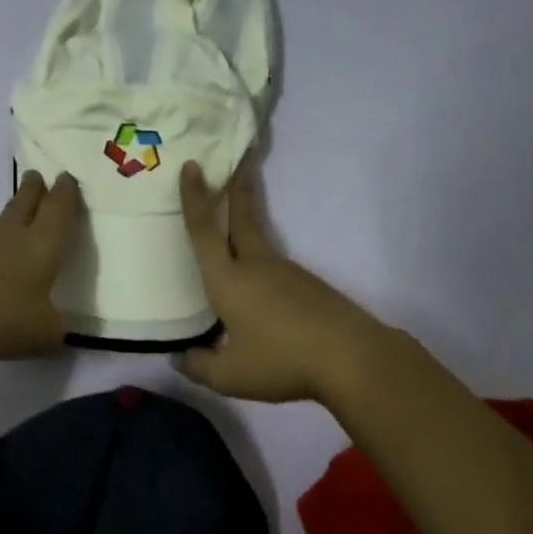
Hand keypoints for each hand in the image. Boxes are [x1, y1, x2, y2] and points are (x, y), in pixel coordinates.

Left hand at [0, 170, 81, 359]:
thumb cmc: (1, 316)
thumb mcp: (44, 333)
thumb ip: (57, 330)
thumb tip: (58, 330)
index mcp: (41, 244)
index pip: (58, 209)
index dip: (66, 193)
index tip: (68, 177)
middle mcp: (12, 236)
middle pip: (25, 203)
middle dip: (35, 189)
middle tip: (38, 175)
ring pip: (3, 222)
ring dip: (15, 213)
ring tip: (22, 212)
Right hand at [177, 161, 384, 402]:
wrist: (351, 358)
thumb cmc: (281, 361)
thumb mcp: (229, 376)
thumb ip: (199, 367)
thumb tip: (181, 358)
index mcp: (228, 280)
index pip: (204, 232)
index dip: (194, 199)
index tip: (192, 167)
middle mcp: (256, 266)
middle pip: (242, 217)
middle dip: (236, 187)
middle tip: (238, 157)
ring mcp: (287, 273)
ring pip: (259, 241)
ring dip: (247, 222)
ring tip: (234, 224)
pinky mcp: (308, 286)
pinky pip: (274, 268)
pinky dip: (261, 263)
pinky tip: (260, 290)